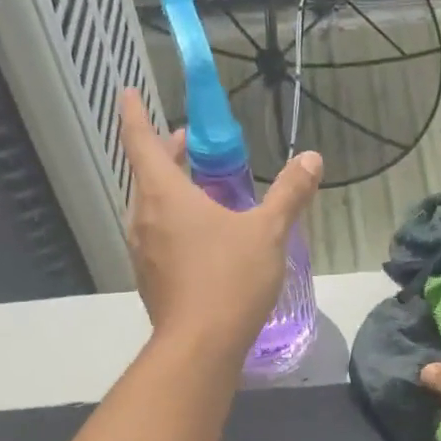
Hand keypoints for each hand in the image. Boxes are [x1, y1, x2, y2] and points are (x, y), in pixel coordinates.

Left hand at [120, 90, 321, 359]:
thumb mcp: (268, 233)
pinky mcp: (150, 281)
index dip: (134, 113)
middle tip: (192, 146)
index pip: (140, 139)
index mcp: (163, 193)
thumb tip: (312, 159)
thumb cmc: (230, 280)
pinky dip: (174, 226)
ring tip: (204, 193)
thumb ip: (289, 195)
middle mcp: (143, 217)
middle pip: (147, 174)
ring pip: (151, 209)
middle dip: (167, 155)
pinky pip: (158, 239)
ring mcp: (142, 252)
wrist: (200, 347)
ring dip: (171, 193)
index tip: (129, 93)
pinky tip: (203, 242)